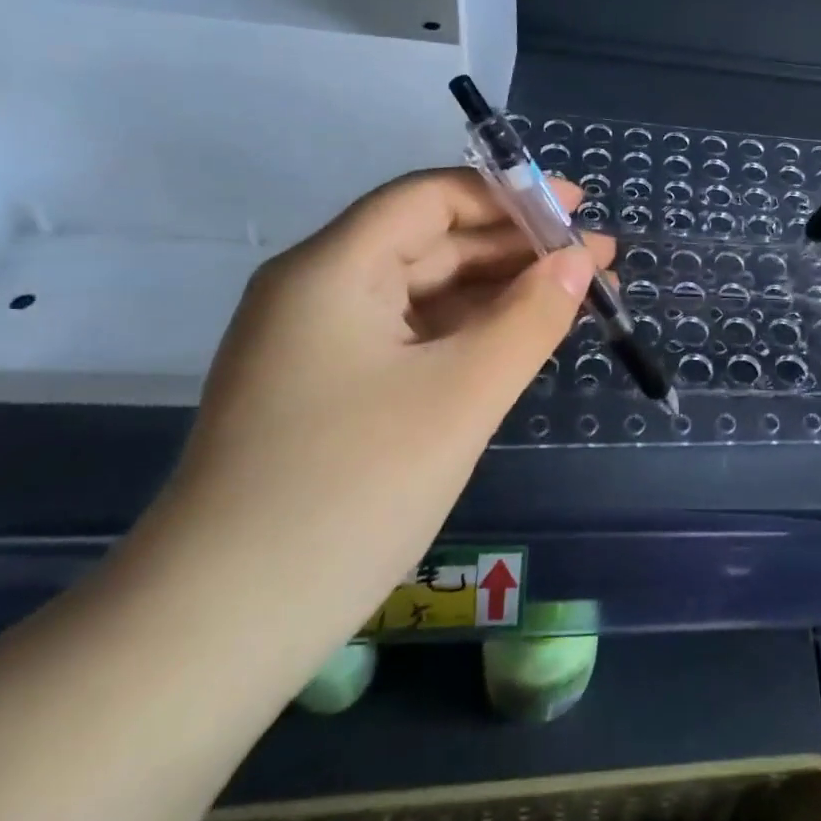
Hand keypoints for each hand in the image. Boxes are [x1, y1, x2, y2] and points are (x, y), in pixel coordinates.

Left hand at [120, 170, 609, 677]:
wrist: (224, 625)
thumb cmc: (353, 489)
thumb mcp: (463, 395)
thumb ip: (531, 317)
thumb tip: (579, 262)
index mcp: (332, 270)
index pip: (429, 199)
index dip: (510, 195)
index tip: (578, 210)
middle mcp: (317, 292)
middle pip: (429, 241)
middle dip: (515, 247)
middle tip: (596, 263)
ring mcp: (318, 344)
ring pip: (423, 292)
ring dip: (497, 290)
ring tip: (573, 299)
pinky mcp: (328, 390)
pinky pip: (410, 337)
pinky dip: (467, 332)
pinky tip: (516, 341)